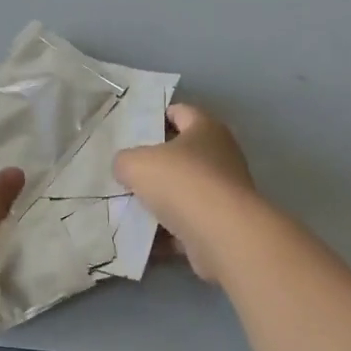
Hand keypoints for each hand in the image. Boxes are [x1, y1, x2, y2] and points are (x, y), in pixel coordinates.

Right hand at [114, 103, 256, 281]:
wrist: (221, 235)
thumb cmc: (181, 182)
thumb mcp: (137, 164)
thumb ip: (125, 160)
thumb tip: (126, 168)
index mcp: (206, 129)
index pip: (181, 112)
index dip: (158, 117)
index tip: (134, 130)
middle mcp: (222, 156)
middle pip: (184, 154)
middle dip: (156, 164)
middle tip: (128, 171)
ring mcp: (225, 192)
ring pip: (185, 192)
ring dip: (161, 200)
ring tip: (129, 207)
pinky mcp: (223, 224)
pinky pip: (188, 224)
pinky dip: (168, 231)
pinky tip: (142, 238)